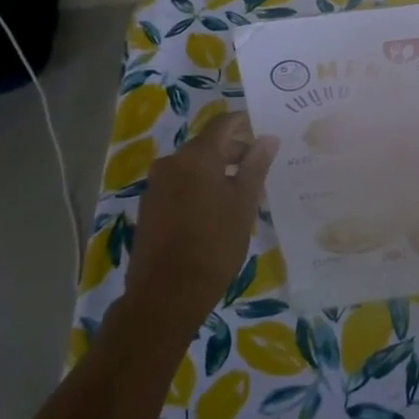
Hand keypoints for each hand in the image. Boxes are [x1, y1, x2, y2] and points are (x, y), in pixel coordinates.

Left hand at [128, 113, 278, 333]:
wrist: (166, 295)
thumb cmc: (214, 244)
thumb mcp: (244, 203)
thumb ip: (256, 166)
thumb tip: (267, 138)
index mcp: (196, 156)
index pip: (223, 123)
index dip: (244, 123)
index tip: (264, 133)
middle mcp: (172, 162)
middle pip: (208, 145)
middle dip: (235, 152)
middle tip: (261, 170)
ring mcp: (157, 185)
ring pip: (194, 167)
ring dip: (218, 172)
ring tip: (243, 194)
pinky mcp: (150, 207)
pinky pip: (181, 185)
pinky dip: (201, 188)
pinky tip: (217, 212)